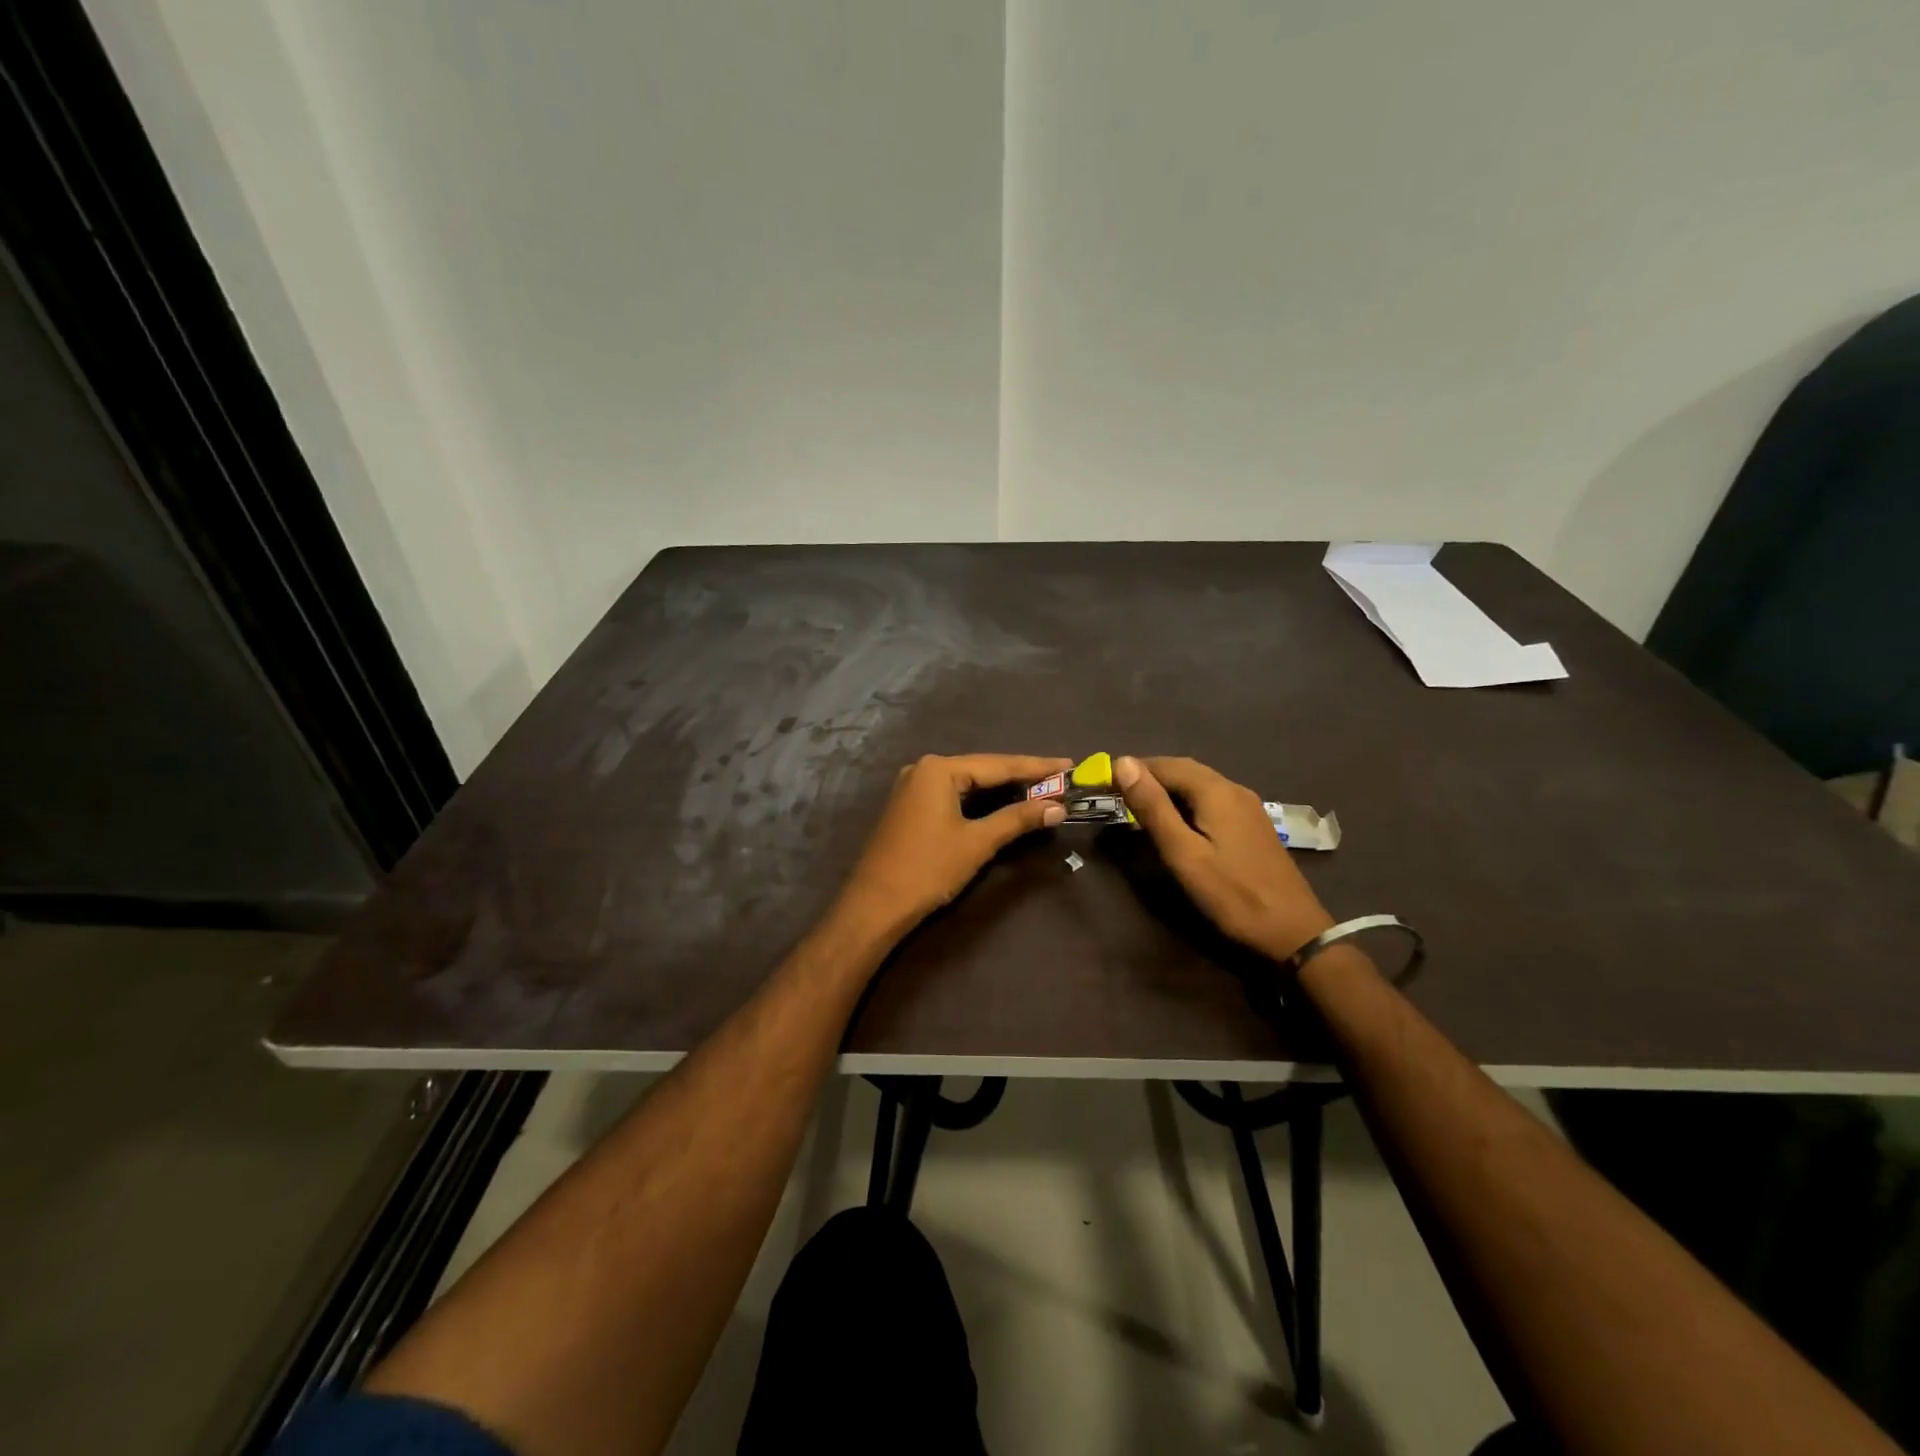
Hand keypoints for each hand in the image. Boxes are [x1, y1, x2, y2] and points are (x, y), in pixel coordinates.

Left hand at [835, 754, 1070, 935]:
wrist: (874, 906)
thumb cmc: (927, 869)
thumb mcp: (977, 843)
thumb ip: (1017, 820)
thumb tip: (1058, 807)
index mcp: (938, 769)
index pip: (998, 764)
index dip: (1037, 767)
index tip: (1069, 764)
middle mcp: (923, 769)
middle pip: (982, 769)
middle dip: (1021, 776)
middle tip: (1060, 778)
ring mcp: (912, 786)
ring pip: (968, 782)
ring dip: (1002, 789)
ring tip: (1041, 788)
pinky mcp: (909, 806)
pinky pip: (953, 794)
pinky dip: (980, 800)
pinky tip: (1002, 802)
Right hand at [1115, 755, 1334, 961]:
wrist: (1293, 930)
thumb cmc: (1232, 894)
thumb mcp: (1183, 853)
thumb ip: (1153, 807)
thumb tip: (1122, 762)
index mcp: (1215, 791)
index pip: (1165, 764)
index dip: (1133, 769)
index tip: (1103, 783)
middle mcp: (1234, 788)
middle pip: (1184, 770)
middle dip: (1149, 776)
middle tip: (1117, 795)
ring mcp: (1248, 806)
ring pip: (1199, 784)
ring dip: (1167, 789)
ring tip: (1139, 808)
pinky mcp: (1252, 824)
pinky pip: (1212, 799)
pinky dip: (1186, 802)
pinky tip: (1176, 822)